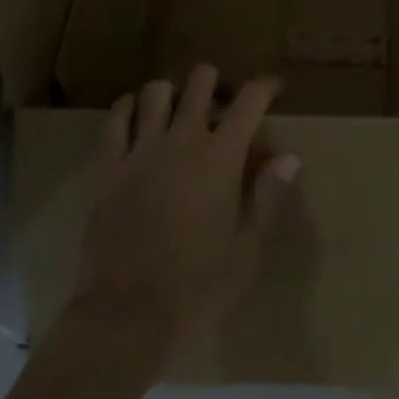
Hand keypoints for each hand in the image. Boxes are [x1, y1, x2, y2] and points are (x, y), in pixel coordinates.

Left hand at [65, 66, 299, 363]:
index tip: (274, 88)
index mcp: (222, 157)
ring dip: (171, 94)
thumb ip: (268, 197)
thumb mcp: (246, 250)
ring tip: (175, 111)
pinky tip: (133, 117)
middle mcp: (183, 140)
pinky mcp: (109, 167)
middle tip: (218, 103)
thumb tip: (290, 157)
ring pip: (156, 91)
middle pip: (201, 81)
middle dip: (214, 82)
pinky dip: (127, 109)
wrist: (125, 317)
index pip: (251, 100)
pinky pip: (115, 119)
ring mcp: (142, 149)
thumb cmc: (196, 288)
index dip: (266, 86)